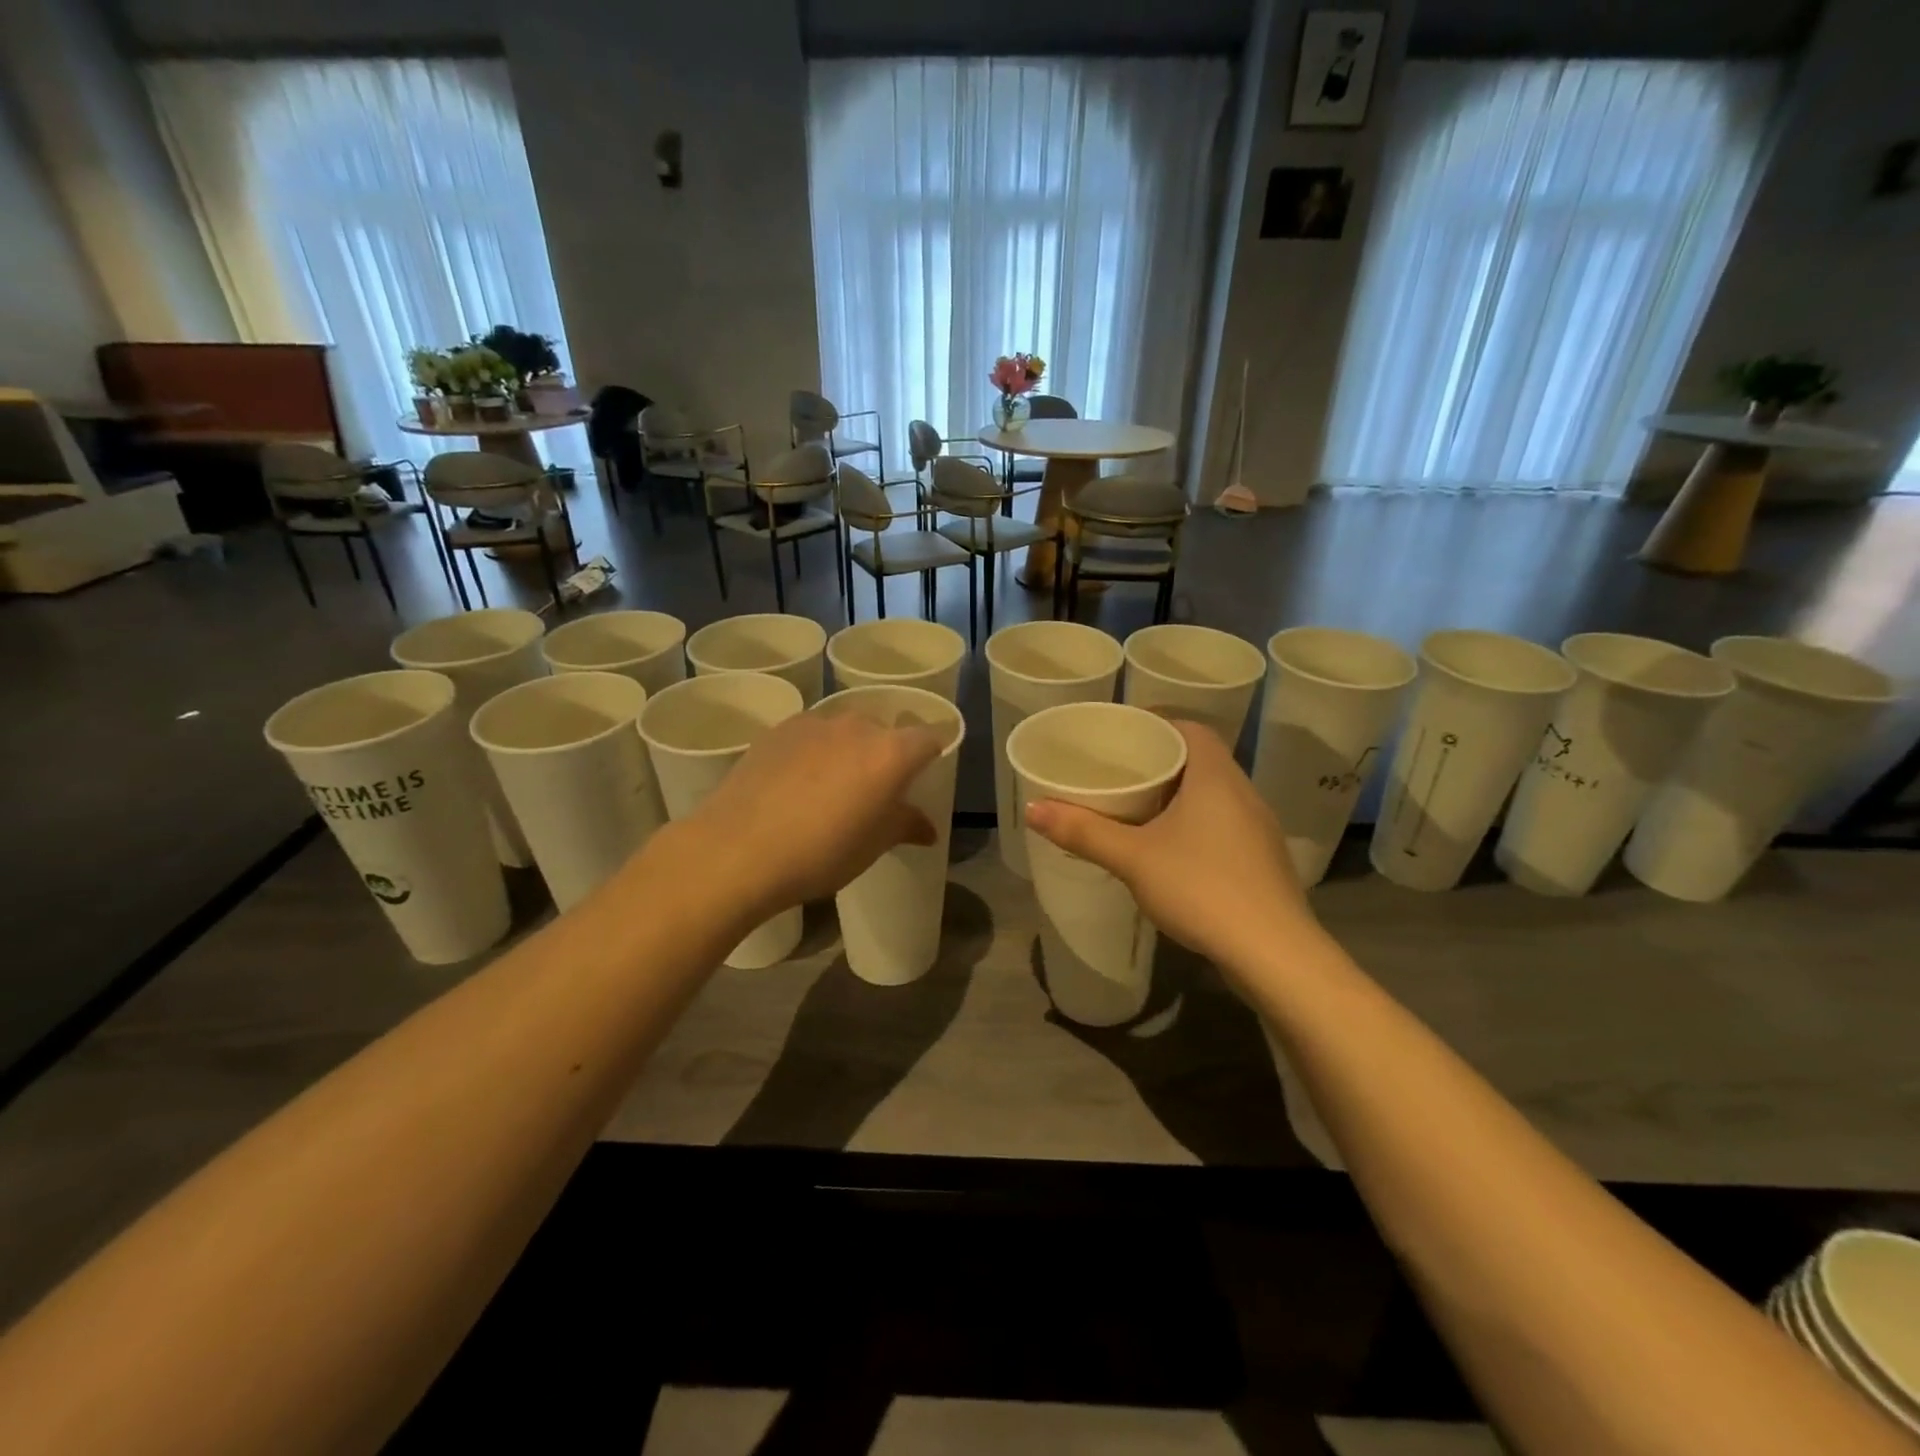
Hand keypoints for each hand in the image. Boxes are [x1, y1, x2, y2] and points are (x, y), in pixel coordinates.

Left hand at [679, 709, 944, 919]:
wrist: (738, 849)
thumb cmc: (821, 853)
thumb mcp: (873, 846)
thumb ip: (905, 826)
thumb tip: (927, 827)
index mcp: (891, 753)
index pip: (929, 738)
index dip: (931, 755)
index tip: (922, 777)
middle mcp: (857, 726)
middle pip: (885, 731)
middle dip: (886, 755)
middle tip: (873, 791)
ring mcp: (814, 723)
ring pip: (844, 730)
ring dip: (848, 751)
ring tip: (830, 787)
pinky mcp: (777, 729)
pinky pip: (810, 735)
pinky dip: (813, 751)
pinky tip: (794, 783)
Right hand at [1024, 719, 1317, 975]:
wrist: (1274, 953)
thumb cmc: (1201, 888)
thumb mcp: (1132, 858)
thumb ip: (1083, 831)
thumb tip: (1033, 808)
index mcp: (1216, 777)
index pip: (1191, 729)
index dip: (1157, 725)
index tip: (1123, 737)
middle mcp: (1244, 794)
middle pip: (1201, 761)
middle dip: (1161, 763)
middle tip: (1120, 773)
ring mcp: (1259, 830)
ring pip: (1214, 796)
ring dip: (1180, 797)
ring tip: (1139, 809)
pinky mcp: (1263, 862)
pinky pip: (1224, 826)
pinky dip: (1196, 825)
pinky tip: (1173, 851)